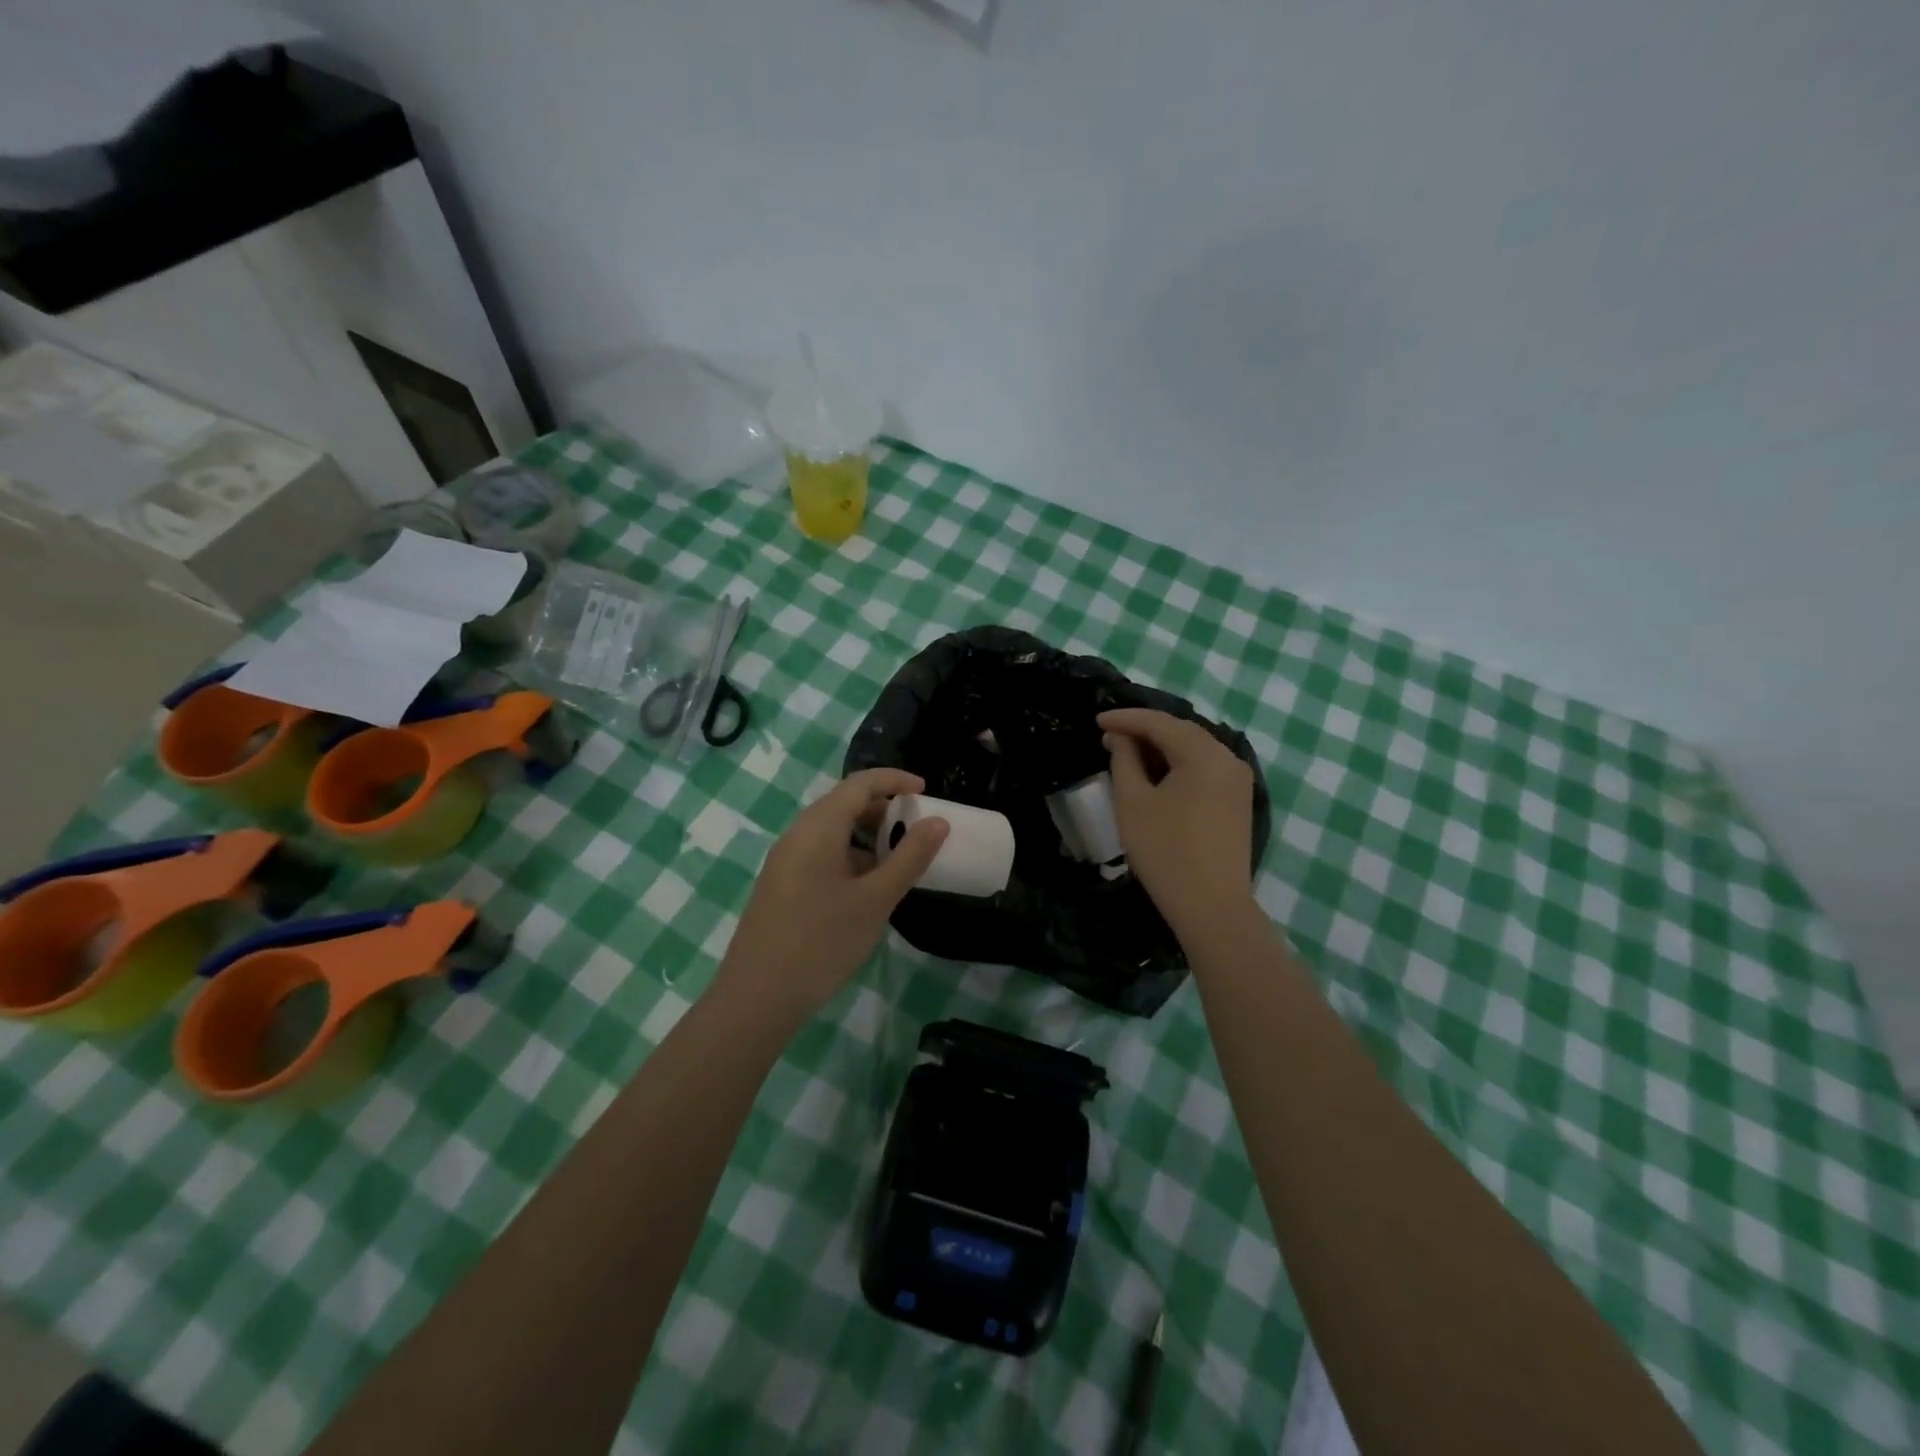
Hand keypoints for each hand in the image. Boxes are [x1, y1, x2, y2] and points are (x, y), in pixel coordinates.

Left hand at [716, 769, 948, 1017]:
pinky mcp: (782, 885)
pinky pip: (821, 854)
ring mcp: (785, 861)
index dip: (894, 780)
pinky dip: (850, 857)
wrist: (757, 998)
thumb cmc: (821, 942)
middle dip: (883, 808)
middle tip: (916, 829)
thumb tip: (938, 822)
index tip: (926, 791)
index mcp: (818, 828)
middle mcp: (797, 835)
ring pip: (832, 831)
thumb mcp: (875, 900)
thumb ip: (909, 857)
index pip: (859, 784)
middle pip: (843, 803)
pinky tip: (867, 889)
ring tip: (897, 862)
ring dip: (867, 836)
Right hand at [1100, 708, 1256, 935]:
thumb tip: (1120, 737)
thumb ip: (1124, 760)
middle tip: (1109, 736)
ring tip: (1127, 753)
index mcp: (1204, 755)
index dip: (1126, 719)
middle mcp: (1228, 759)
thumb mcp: (1133, 802)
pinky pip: (1204, 768)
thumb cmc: (1165, 851)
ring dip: (1161, 748)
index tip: (1096, 720)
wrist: (1211, 907)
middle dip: (1144, 731)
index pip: (1160, 723)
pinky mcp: (1237, 801)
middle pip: (1181, 732)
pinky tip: (1155, 774)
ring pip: (1194, 750)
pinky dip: (1178, 765)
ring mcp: (1238, 781)